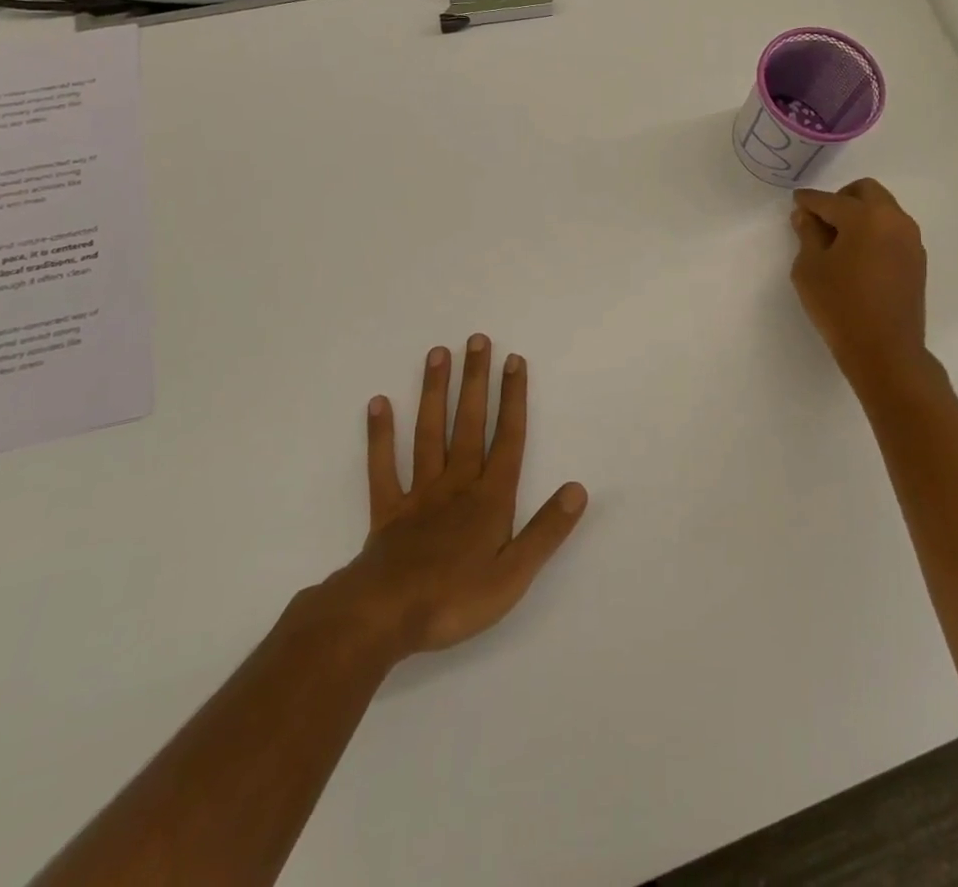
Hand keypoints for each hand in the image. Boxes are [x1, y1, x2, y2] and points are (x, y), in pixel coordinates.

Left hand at [330, 335, 586, 659]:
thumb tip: (578, 488)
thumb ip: (546, 530)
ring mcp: (419, 494)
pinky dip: (380, 435)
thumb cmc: (454, 599)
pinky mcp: (387, 510)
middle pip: (469, 423)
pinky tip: (379, 403)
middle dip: (476, 381)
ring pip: (429, 433)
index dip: (512, 399)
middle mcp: (456, 484)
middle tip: (477, 339)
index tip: (513, 361)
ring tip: (438, 354)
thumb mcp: (514, 574)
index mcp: (490, 498)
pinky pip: (383, 466)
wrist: (383, 618)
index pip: (507, 439)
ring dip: (434, 393)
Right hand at [790, 178, 928, 377]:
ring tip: (838, 240)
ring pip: (883, 210)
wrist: (885, 350)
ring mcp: (910, 240)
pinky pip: (893, 231)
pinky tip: (858, 256)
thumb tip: (806, 216)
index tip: (796, 202)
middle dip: (840, 198)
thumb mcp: (810, 268)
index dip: (809, 201)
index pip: (830, 200)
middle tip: (820, 220)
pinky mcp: (917, 260)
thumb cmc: (839, 305)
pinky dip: (874, 232)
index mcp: (866, 216)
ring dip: (860, 214)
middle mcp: (894, 219)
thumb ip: (808, 234)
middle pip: (866, 192)